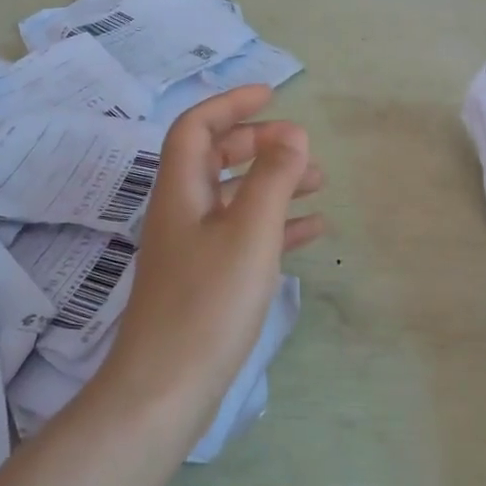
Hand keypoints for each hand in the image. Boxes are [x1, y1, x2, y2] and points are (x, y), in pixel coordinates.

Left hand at [97, 86, 323, 438]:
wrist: (165, 391)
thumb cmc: (208, 303)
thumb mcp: (250, 232)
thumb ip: (272, 178)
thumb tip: (293, 132)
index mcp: (180, 190)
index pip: (196, 126)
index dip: (231, 103)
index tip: (271, 94)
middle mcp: (180, 211)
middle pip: (215, 157)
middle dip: (259, 144)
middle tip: (302, 147)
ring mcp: (190, 247)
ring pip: (234, 197)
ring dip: (274, 183)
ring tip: (320, 183)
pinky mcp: (204, 279)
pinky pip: (242, 235)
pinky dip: (275, 224)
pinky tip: (312, 231)